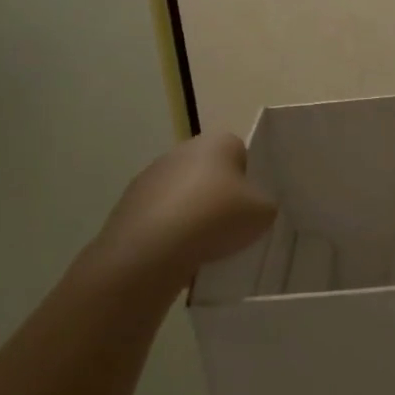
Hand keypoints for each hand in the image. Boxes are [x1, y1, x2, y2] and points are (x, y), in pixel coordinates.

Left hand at [91, 133, 275, 283]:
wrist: (152, 248)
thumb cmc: (216, 218)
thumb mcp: (263, 213)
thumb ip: (265, 204)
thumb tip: (255, 206)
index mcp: (217, 143)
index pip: (241, 151)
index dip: (250, 177)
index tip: (252, 203)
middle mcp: (181, 150)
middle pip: (210, 171)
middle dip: (220, 194)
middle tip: (233, 224)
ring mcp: (151, 176)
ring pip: (184, 193)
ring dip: (194, 212)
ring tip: (206, 244)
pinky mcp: (130, 203)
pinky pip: (162, 215)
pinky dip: (172, 229)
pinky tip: (181, 252)